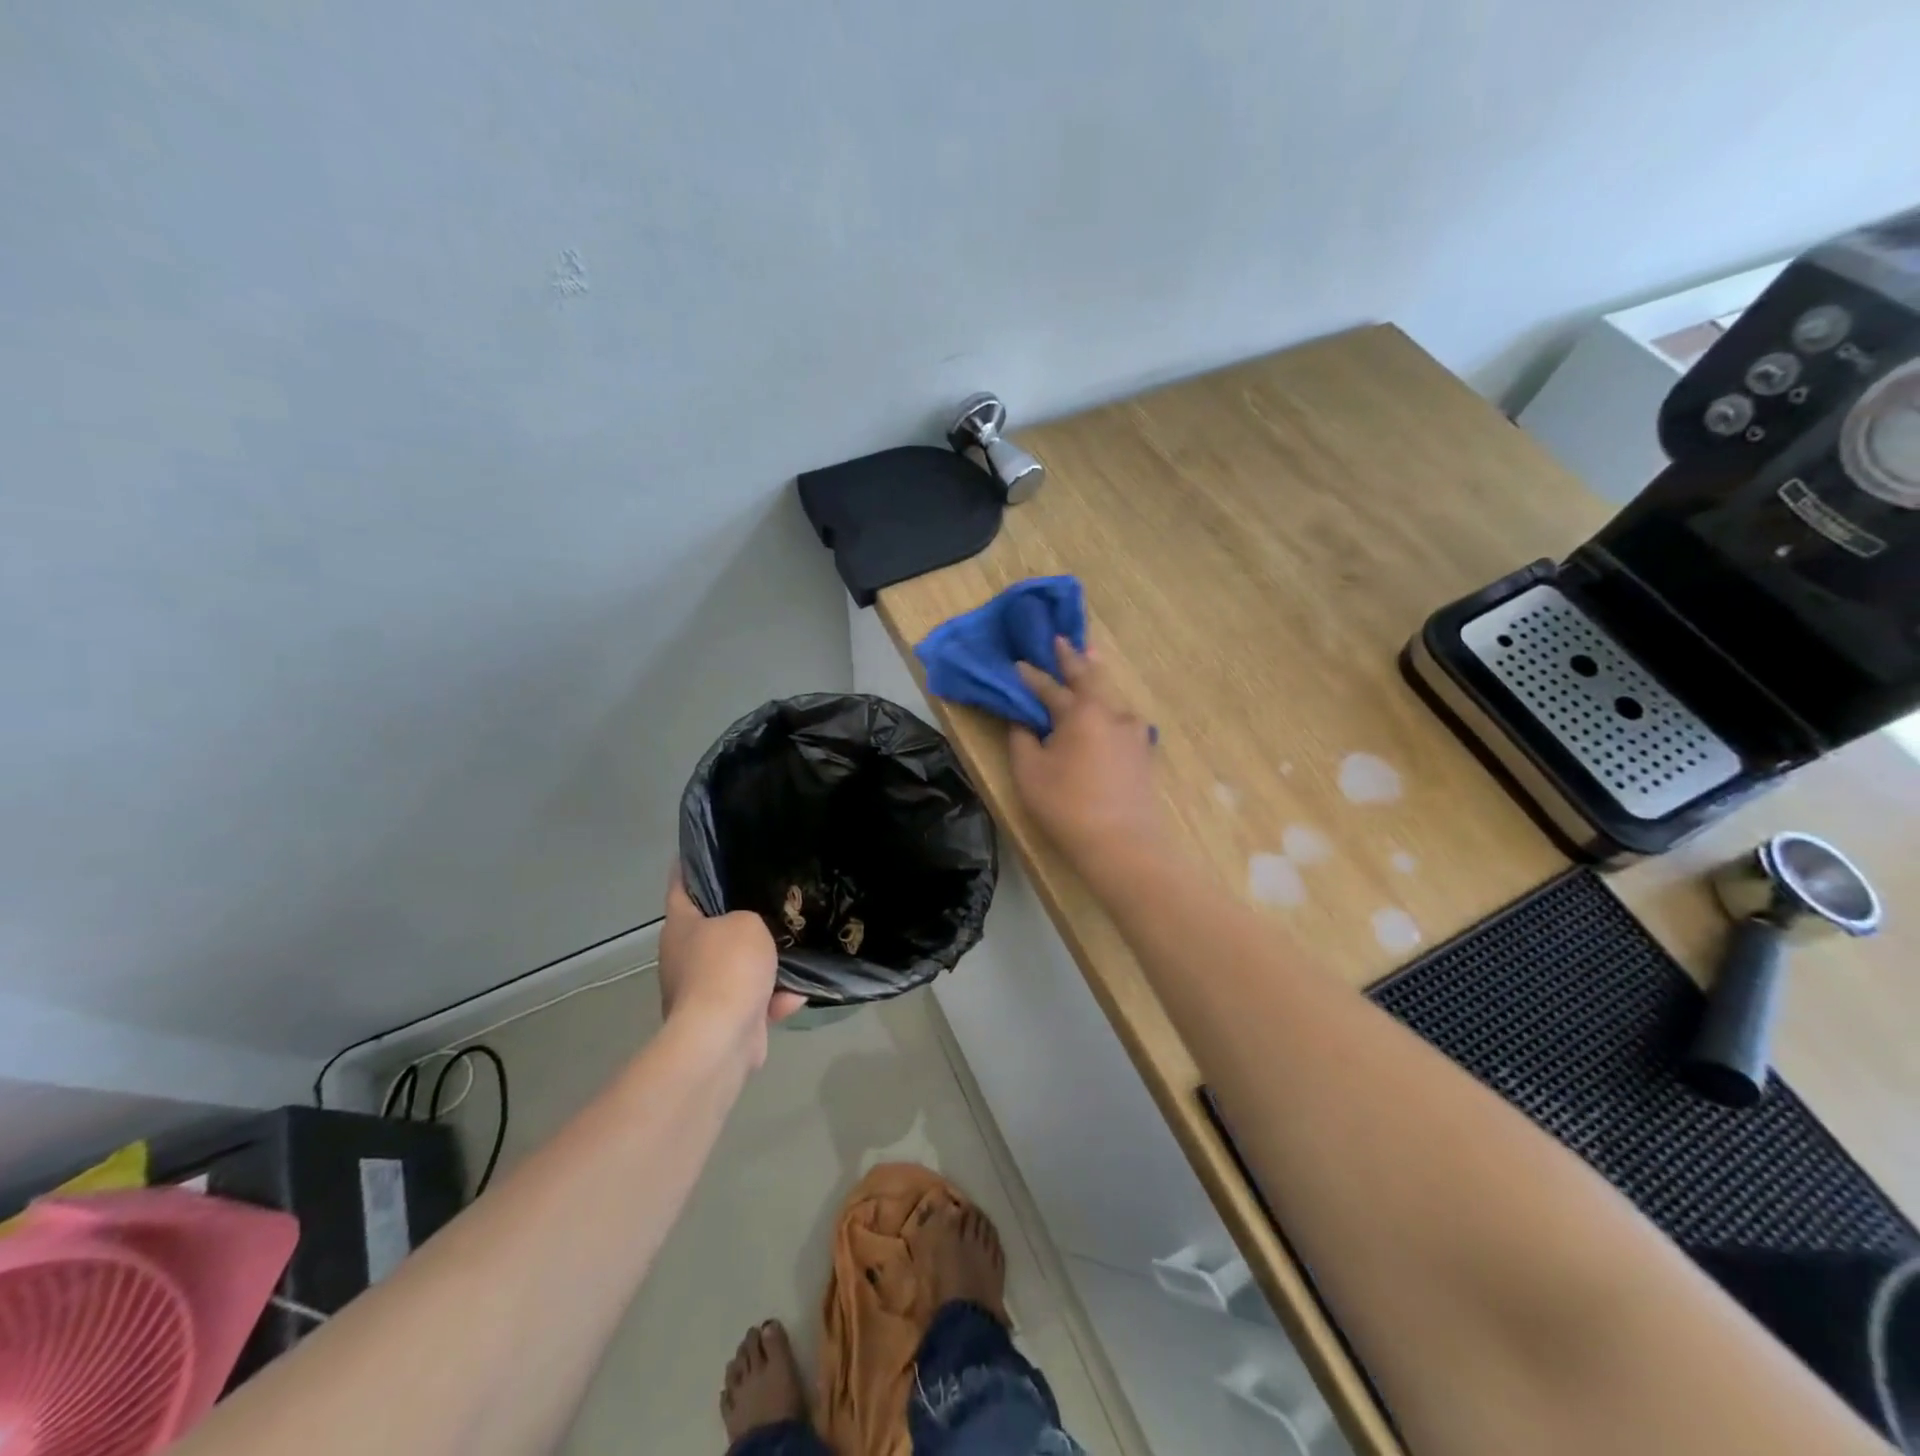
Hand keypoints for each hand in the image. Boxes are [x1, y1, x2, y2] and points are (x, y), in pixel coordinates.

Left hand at [660, 864, 806, 1068]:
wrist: (722, 1037)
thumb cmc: (728, 966)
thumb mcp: (747, 922)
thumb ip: (752, 915)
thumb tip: (754, 930)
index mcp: (680, 927)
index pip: (680, 885)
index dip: (691, 865)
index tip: (709, 850)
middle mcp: (683, 957)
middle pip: (713, 928)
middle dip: (740, 917)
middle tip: (771, 897)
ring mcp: (700, 992)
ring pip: (737, 966)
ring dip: (764, 963)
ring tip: (795, 945)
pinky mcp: (721, 1020)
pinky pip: (752, 1000)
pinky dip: (773, 998)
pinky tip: (798, 992)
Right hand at [1010, 637, 1164, 872]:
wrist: (1123, 845)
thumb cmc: (1068, 806)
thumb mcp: (1030, 772)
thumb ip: (1022, 740)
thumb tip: (1023, 722)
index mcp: (1082, 712)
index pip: (1050, 686)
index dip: (1031, 676)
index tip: (1017, 664)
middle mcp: (1112, 713)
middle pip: (1090, 679)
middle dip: (1074, 660)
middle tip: (1063, 641)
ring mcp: (1134, 733)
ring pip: (1109, 701)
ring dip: (1094, 686)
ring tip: (1086, 670)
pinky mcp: (1144, 754)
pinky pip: (1120, 723)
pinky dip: (1106, 713)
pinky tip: (1104, 716)